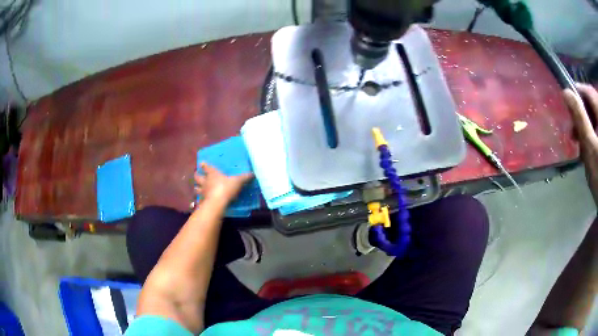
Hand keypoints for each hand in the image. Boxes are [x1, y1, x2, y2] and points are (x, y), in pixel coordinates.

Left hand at [194, 163, 253, 205]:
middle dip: (197, 176)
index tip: (201, 163)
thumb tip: (253, 173)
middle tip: (196, 175)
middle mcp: (206, 181)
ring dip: (197, 188)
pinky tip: (200, 202)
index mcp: (213, 174)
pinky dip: (199, 200)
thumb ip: (244, 177)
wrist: (217, 203)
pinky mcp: (203, 201)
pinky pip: (200, 200)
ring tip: (197, 188)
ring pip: (197, 189)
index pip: (207, 167)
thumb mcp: (237, 181)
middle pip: (198, 177)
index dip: (204, 165)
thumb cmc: (226, 188)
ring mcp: (203, 192)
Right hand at [564, 83, 597, 205]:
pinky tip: (591, 147)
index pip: (585, 90)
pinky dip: (594, 134)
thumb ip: (580, 117)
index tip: (567, 111)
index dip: (575, 97)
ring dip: (588, 126)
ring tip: (583, 144)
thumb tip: (566, 92)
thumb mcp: (590, 147)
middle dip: (582, 115)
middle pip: (590, 102)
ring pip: (595, 114)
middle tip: (575, 134)